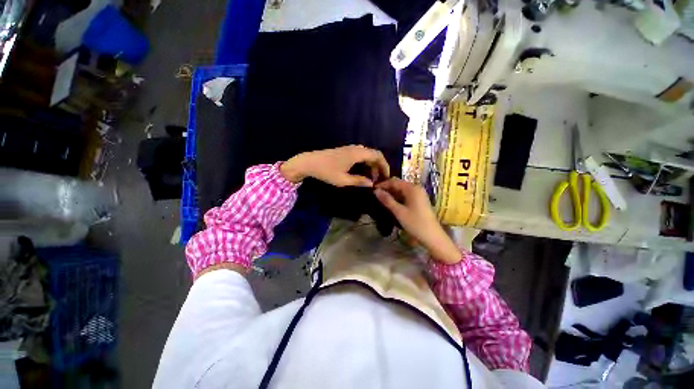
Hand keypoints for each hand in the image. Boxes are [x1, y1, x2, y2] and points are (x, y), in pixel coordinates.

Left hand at [280, 145, 389, 186]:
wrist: (309, 162)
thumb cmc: (326, 171)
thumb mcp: (343, 180)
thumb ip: (359, 181)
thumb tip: (371, 184)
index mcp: (357, 153)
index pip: (378, 156)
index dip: (385, 165)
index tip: (387, 177)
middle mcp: (356, 148)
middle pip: (374, 154)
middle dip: (379, 166)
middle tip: (379, 179)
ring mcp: (350, 148)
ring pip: (367, 155)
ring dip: (372, 165)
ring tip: (372, 178)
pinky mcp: (346, 151)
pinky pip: (361, 155)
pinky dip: (366, 163)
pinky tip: (363, 172)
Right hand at [374, 178, 461, 264]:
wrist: (433, 237)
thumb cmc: (415, 223)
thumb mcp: (399, 212)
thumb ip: (387, 200)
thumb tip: (375, 191)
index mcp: (412, 188)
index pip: (394, 181)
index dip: (383, 184)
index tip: (373, 189)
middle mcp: (416, 188)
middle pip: (399, 184)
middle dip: (387, 188)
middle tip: (376, 195)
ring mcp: (419, 194)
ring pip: (402, 190)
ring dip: (392, 193)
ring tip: (381, 199)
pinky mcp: (420, 201)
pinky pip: (406, 195)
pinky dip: (398, 197)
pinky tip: (392, 203)